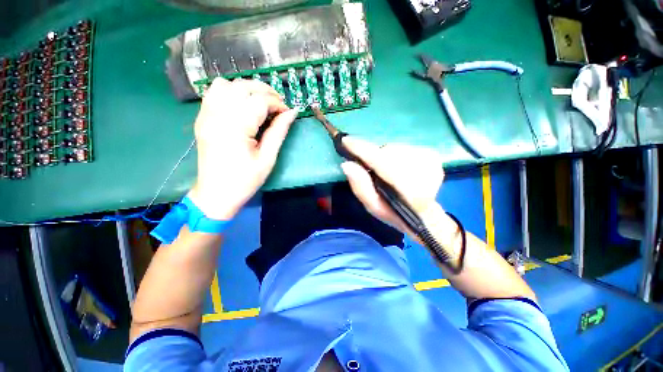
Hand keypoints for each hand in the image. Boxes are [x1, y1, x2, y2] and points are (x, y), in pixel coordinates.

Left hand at [189, 78, 297, 219]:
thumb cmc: (245, 180)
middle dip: (265, 91)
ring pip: (226, 84)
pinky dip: (230, 91)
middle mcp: (218, 116)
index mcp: (236, 128)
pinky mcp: (202, 118)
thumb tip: (292, 112)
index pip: (259, 101)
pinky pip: (213, 93)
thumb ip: (279, 132)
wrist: (216, 193)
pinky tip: (241, 103)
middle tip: (278, 104)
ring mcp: (206, 115)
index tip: (287, 112)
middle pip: (242, 87)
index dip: (277, 103)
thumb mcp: (267, 158)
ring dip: (247, 89)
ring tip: (260, 102)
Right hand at [340, 137, 446, 236]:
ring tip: (387, 171)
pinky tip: (399, 168)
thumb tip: (347, 164)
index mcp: (408, 190)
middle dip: (375, 157)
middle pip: (387, 152)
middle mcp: (423, 172)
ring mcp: (431, 161)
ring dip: (386, 157)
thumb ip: (360, 186)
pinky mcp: (433, 156)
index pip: (380, 162)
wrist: (423, 214)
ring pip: (396, 148)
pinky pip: (405, 147)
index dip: (362, 150)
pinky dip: (397, 155)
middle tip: (373, 169)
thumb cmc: (393, 212)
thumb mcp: (372, 206)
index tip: (345, 140)